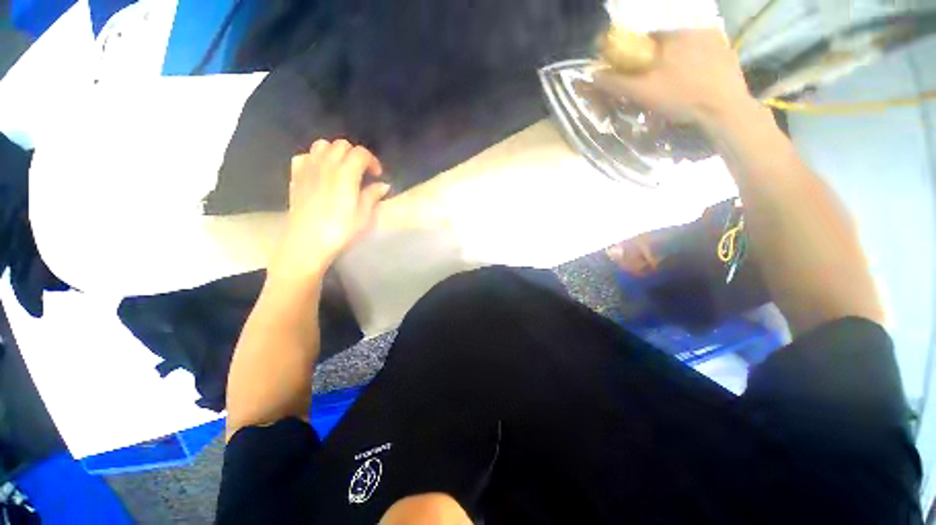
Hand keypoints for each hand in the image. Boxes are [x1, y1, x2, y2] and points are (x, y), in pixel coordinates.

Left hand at [270, 140, 388, 281]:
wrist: (307, 242)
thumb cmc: (340, 230)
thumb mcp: (364, 216)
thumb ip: (373, 196)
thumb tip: (383, 185)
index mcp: (346, 174)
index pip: (361, 153)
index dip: (372, 161)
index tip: (377, 175)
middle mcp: (326, 165)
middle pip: (341, 145)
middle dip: (355, 155)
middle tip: (362, 172)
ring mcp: (308, 169)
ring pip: (322, 145)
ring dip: (335, 153)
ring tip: (342, 169)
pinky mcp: (296, 177)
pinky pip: (305, 156)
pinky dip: (315, 159)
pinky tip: (320, 172)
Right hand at [594, 29, 758, 132]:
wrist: (724, 109)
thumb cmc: (680, 97)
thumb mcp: (642, 93)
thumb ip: (616, 82)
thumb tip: (594, 75)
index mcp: (671, 36)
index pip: (645, 40)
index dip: (635, 58)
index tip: (634, 77)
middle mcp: (694, 30)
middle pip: (666, 45)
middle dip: (657, 62)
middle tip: (655, 86)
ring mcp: (715, 39)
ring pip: (686, 49)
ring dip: (677, 63)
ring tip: (676, 86)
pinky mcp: (728, 51)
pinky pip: (704, 54)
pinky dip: (696, 65)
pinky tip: (695, 82)